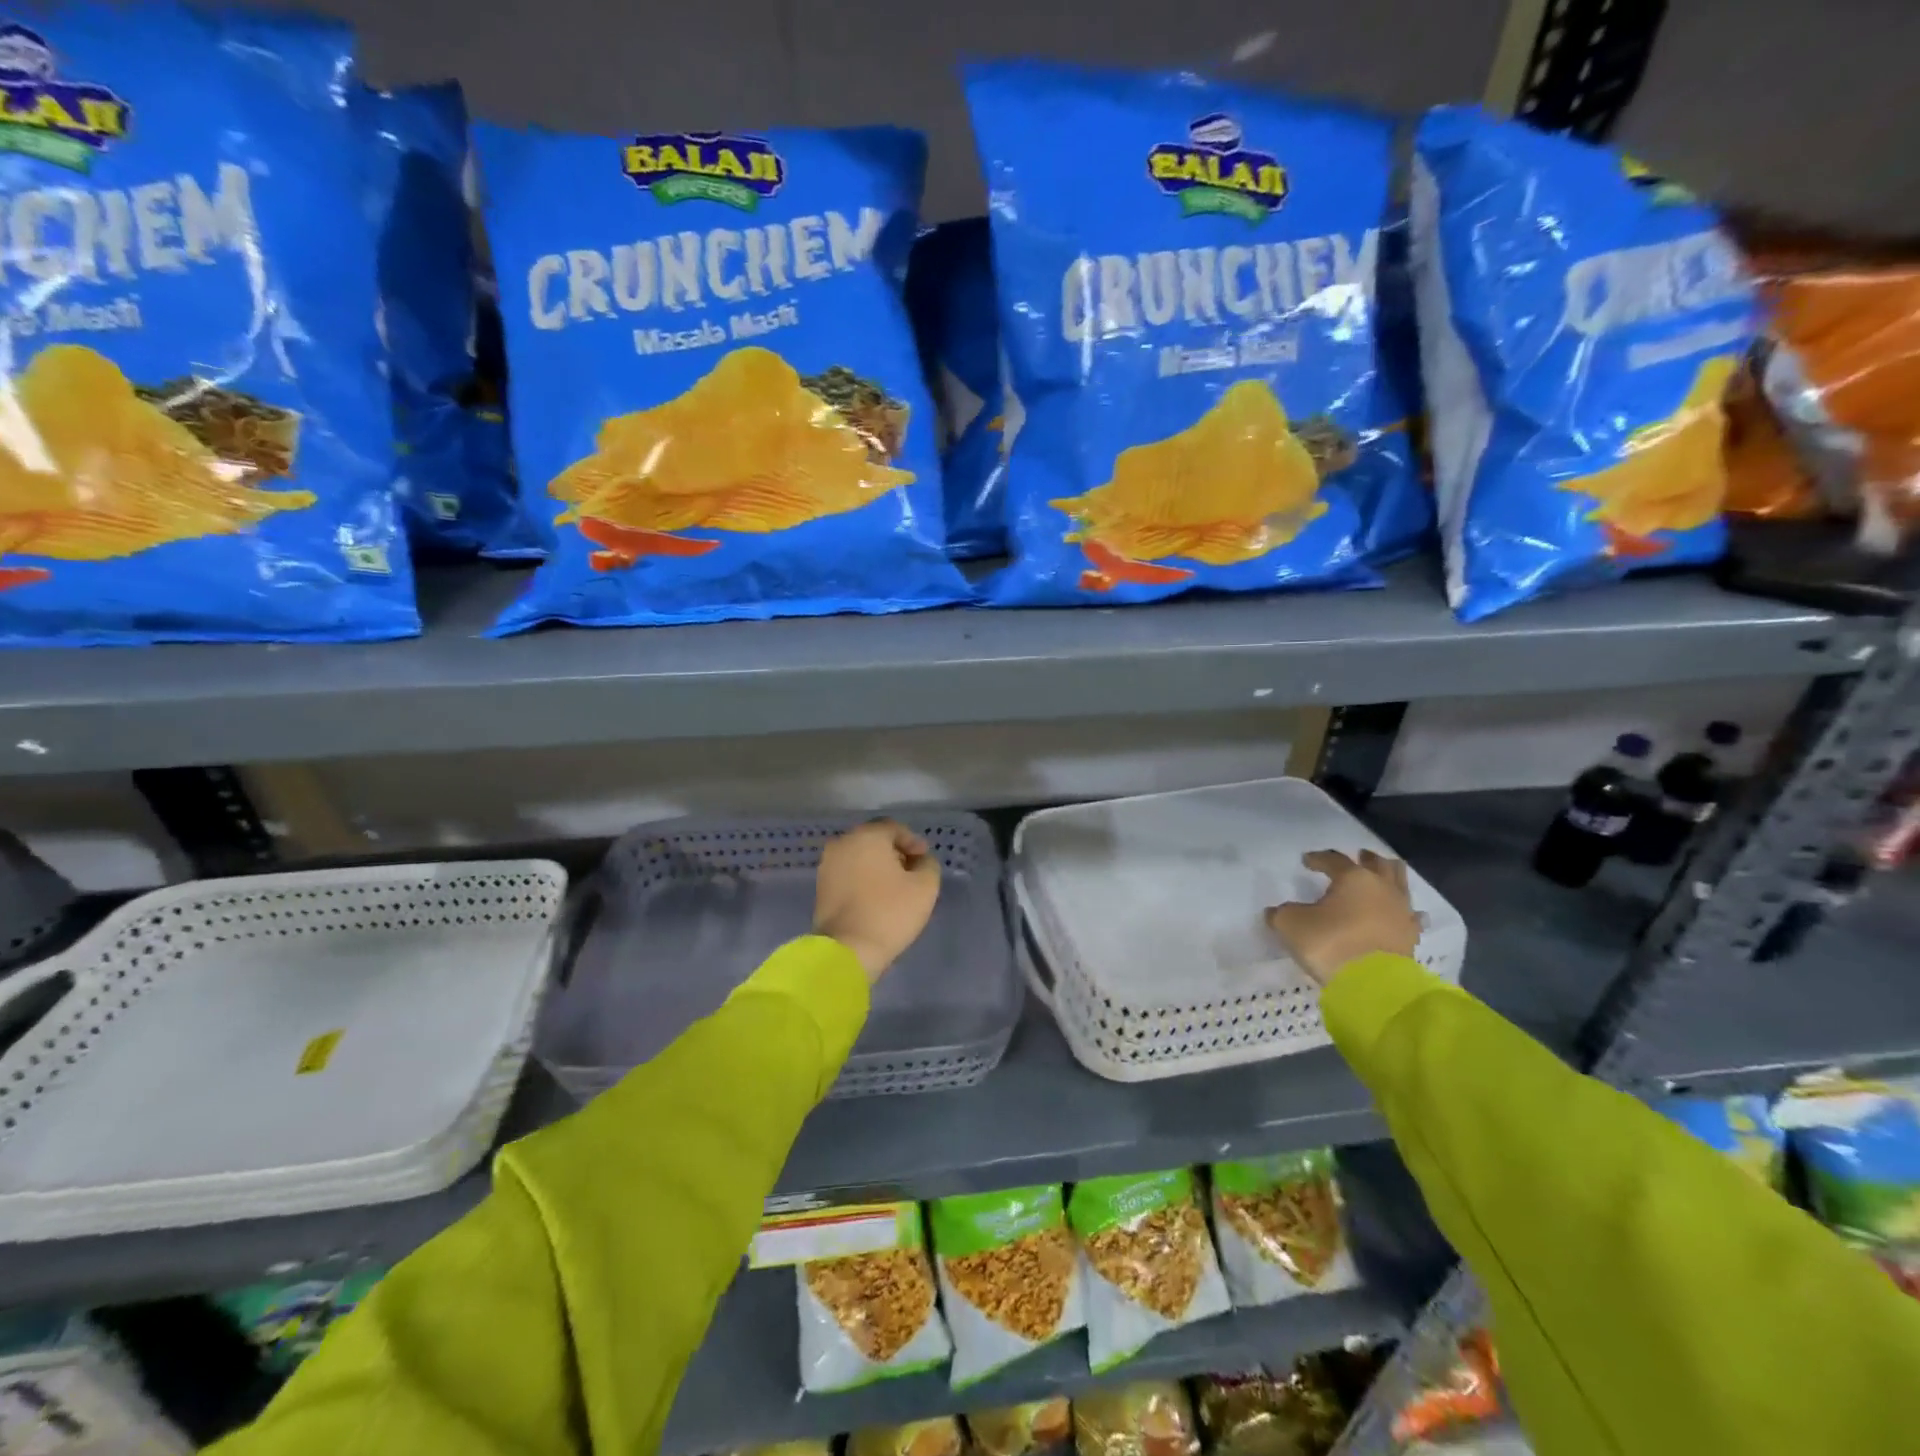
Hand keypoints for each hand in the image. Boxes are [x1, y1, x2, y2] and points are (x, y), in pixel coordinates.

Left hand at [813, 820, 940, 981]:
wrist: (847, 950)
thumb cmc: (889, 912)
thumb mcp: (925, 887)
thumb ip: (928, 865)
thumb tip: (920, 860)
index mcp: (867, 836)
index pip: (894, 828)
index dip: (913, 841)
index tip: (924, 859)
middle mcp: (842, 843)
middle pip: (874, 840)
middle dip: (894, 852)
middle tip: (911, 871)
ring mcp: (827, 865)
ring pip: (858, 857)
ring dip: (877, 866)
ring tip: (894, 886)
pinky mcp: (820, 887)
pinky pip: (847, 873)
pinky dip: (862, 878)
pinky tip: (875, 896)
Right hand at [1265, 849, 1420, 986]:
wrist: (1372, 985)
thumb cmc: (1329, 944)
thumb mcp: (1291, 924)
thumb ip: (1282, 913)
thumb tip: (1276, 912)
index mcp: (1352, 878)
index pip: (1333, 859)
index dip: (1318, 858)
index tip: (1307, 861)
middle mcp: (1381, 888)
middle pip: (1378, 864)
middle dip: (1366, 859)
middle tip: (1358, 857)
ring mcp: (1400, 911)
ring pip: (1399, 883)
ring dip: (1389, 876)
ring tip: (1381, 876)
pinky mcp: (1411, 936)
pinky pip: (1410, 916)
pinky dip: (1404, 911)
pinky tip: (1401, 913)